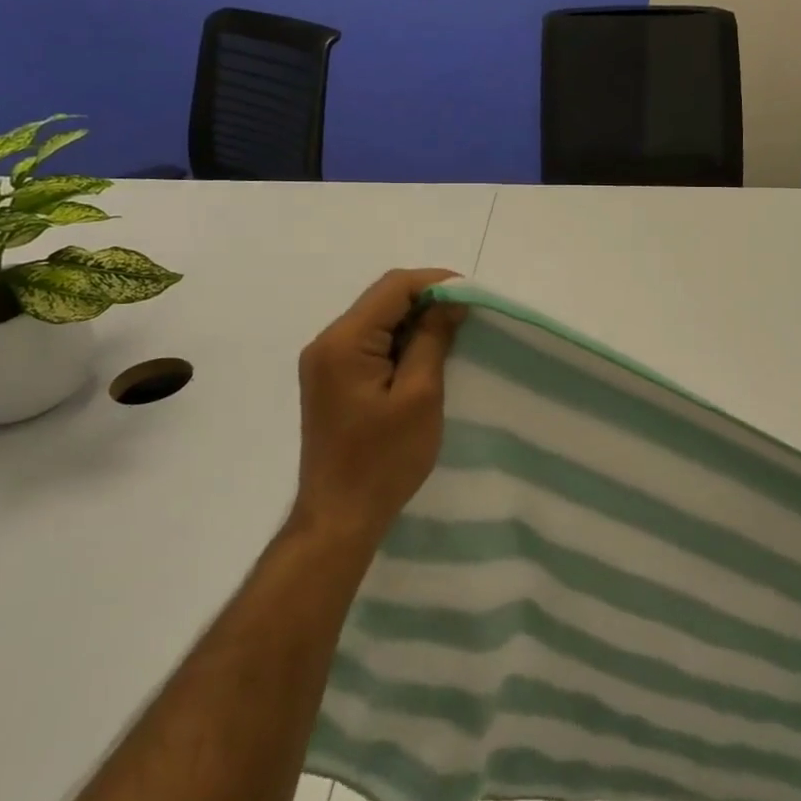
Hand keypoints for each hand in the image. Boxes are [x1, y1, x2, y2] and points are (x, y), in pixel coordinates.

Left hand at [291, 268, 462, 547]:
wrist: (339, 517)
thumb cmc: (383, 460)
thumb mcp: (419, 395)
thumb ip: (432, 339)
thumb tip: (450, 300)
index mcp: (344, 342)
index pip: (393, 288)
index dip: (436, 283)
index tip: (474, 296)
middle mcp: (327, 343)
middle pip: (383, 300)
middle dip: (428, 301)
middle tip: (469, 317)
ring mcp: (325, 363)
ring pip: (378, 322)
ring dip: (416, 323)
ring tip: (455, 336)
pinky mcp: (333, 381)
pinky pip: (371, 345)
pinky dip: (401, 343)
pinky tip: (427, 357)